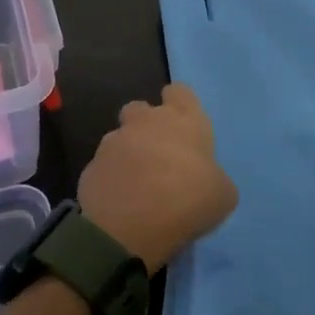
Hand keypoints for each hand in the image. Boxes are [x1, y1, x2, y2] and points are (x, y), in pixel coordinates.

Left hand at [80, 83, 238, 270]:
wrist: (131, 223)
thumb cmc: (187, 199)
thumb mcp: (222, 194)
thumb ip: (213, 178)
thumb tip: (206, 180)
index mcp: (183, 119)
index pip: (180, 92)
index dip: (180, 105)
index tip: (183, 126)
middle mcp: (147, 120)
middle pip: (142, 109)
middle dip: (146, 125)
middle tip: (158, 156)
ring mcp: (115, 140)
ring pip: (120, 136)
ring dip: (127, 153)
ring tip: (136, 184)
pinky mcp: (92, 164)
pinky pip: (104, 165)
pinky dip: (111, 178)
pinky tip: (120, 202)